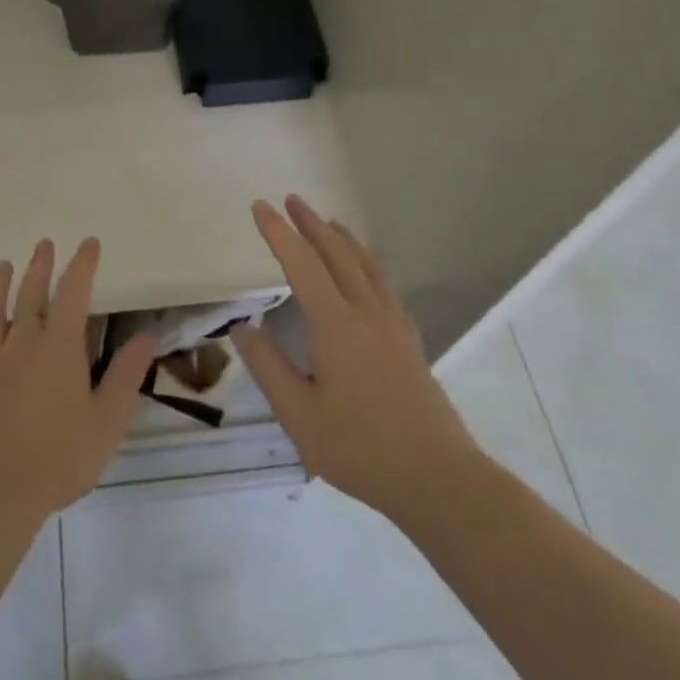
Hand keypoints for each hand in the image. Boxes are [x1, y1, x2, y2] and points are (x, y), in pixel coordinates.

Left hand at [0, 237, 156, 528]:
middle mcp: (22, 345)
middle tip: (44, 244)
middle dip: (39, 266)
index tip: (88, 244)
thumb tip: (146, 336)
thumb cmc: (61, 457)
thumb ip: (127, 374)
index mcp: (59, 348)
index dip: (81, 265)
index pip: (73, 293)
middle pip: (29, 295)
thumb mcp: (108, 419)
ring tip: (2, 266)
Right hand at [233, 196, 482, 521]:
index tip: (260, 207)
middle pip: (337, 255)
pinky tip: (366, 272)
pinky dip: (368, 264)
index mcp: (336, 326)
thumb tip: (242, 329)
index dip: (279, 233)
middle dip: (311, 224)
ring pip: (366, 266)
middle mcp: (366, 314)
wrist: (437, 478)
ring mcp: (393, 326)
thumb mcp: (299, 415)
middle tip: (292, 200)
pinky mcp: (409, 341)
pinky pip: (385, 285)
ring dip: (343, 239)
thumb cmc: (360, 449)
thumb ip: (268, 368)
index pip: (301, 265)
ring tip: (329, 222)